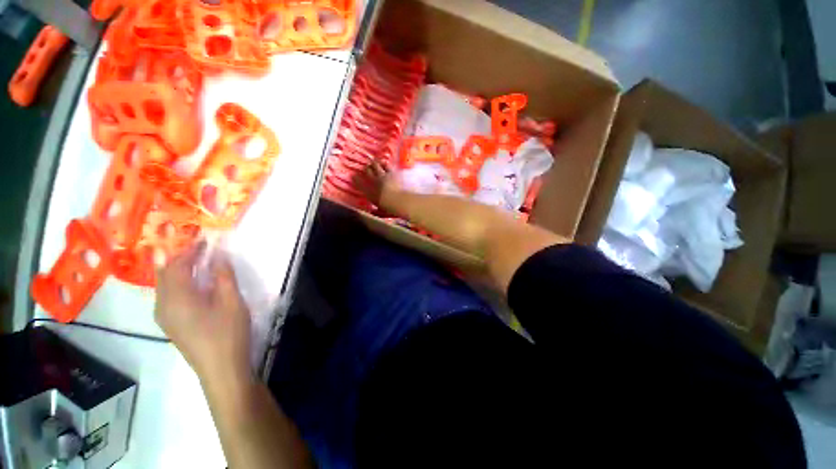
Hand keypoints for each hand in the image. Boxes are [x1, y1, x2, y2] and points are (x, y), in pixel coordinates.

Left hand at [155, 242, 250, 383]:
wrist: (221, 369)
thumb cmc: (228, 333)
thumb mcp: (231, 301)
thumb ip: (223, 276)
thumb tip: (219, 256)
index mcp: (176, 298)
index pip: (177, 265)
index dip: (189, 249)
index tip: (204, 238)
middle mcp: (163, 305)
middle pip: (165, 274)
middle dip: (179, 257)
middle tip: (199, 247)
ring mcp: (164, 316)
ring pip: (164, 285)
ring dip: (178, 270)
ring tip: (197, 261)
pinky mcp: (170, 324)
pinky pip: (168, 296)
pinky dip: (178, 283)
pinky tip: (193, 284)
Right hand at [352, 159, 402, 208]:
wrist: (399, 201)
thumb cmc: (389, 208)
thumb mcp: (381, 212)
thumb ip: (376, 211)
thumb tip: (373, 213)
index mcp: (369, 192)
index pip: (358, 183)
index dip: (355, 178)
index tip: (353, 176)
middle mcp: (374, 181)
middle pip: (367, 171)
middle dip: (366, 169)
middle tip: (366, 168)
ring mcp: (383, 175)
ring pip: (375, 165)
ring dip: (374, 163)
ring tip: (374, 162)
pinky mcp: (392, 172)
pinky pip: (386, 165)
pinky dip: (385, 163)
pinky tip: (384, 162)